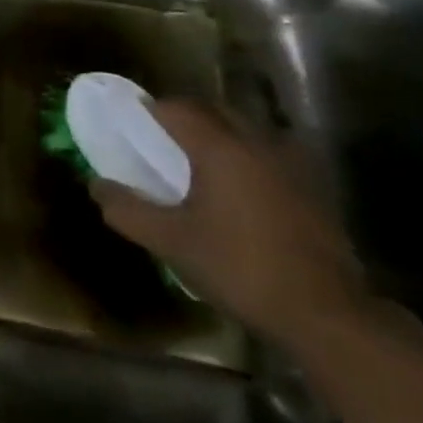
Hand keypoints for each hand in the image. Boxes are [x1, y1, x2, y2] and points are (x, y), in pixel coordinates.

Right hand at [92, 101, 365, 346]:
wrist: (326, 314)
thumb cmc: (240, 268)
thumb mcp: (171, 242)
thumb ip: (127, 209)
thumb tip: (97, 185)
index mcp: (220, 148)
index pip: (177, 108)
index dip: (149, 110)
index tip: (131, 124)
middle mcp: (258, 143)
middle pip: (214, 111)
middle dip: (184, 118)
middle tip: (159, 141)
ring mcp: (292, 164)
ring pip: (246, 130)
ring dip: (218, 135)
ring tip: (198, 163)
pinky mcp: (314, 188)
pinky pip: (269, 154)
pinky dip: (246, 157)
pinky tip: (238, 189)